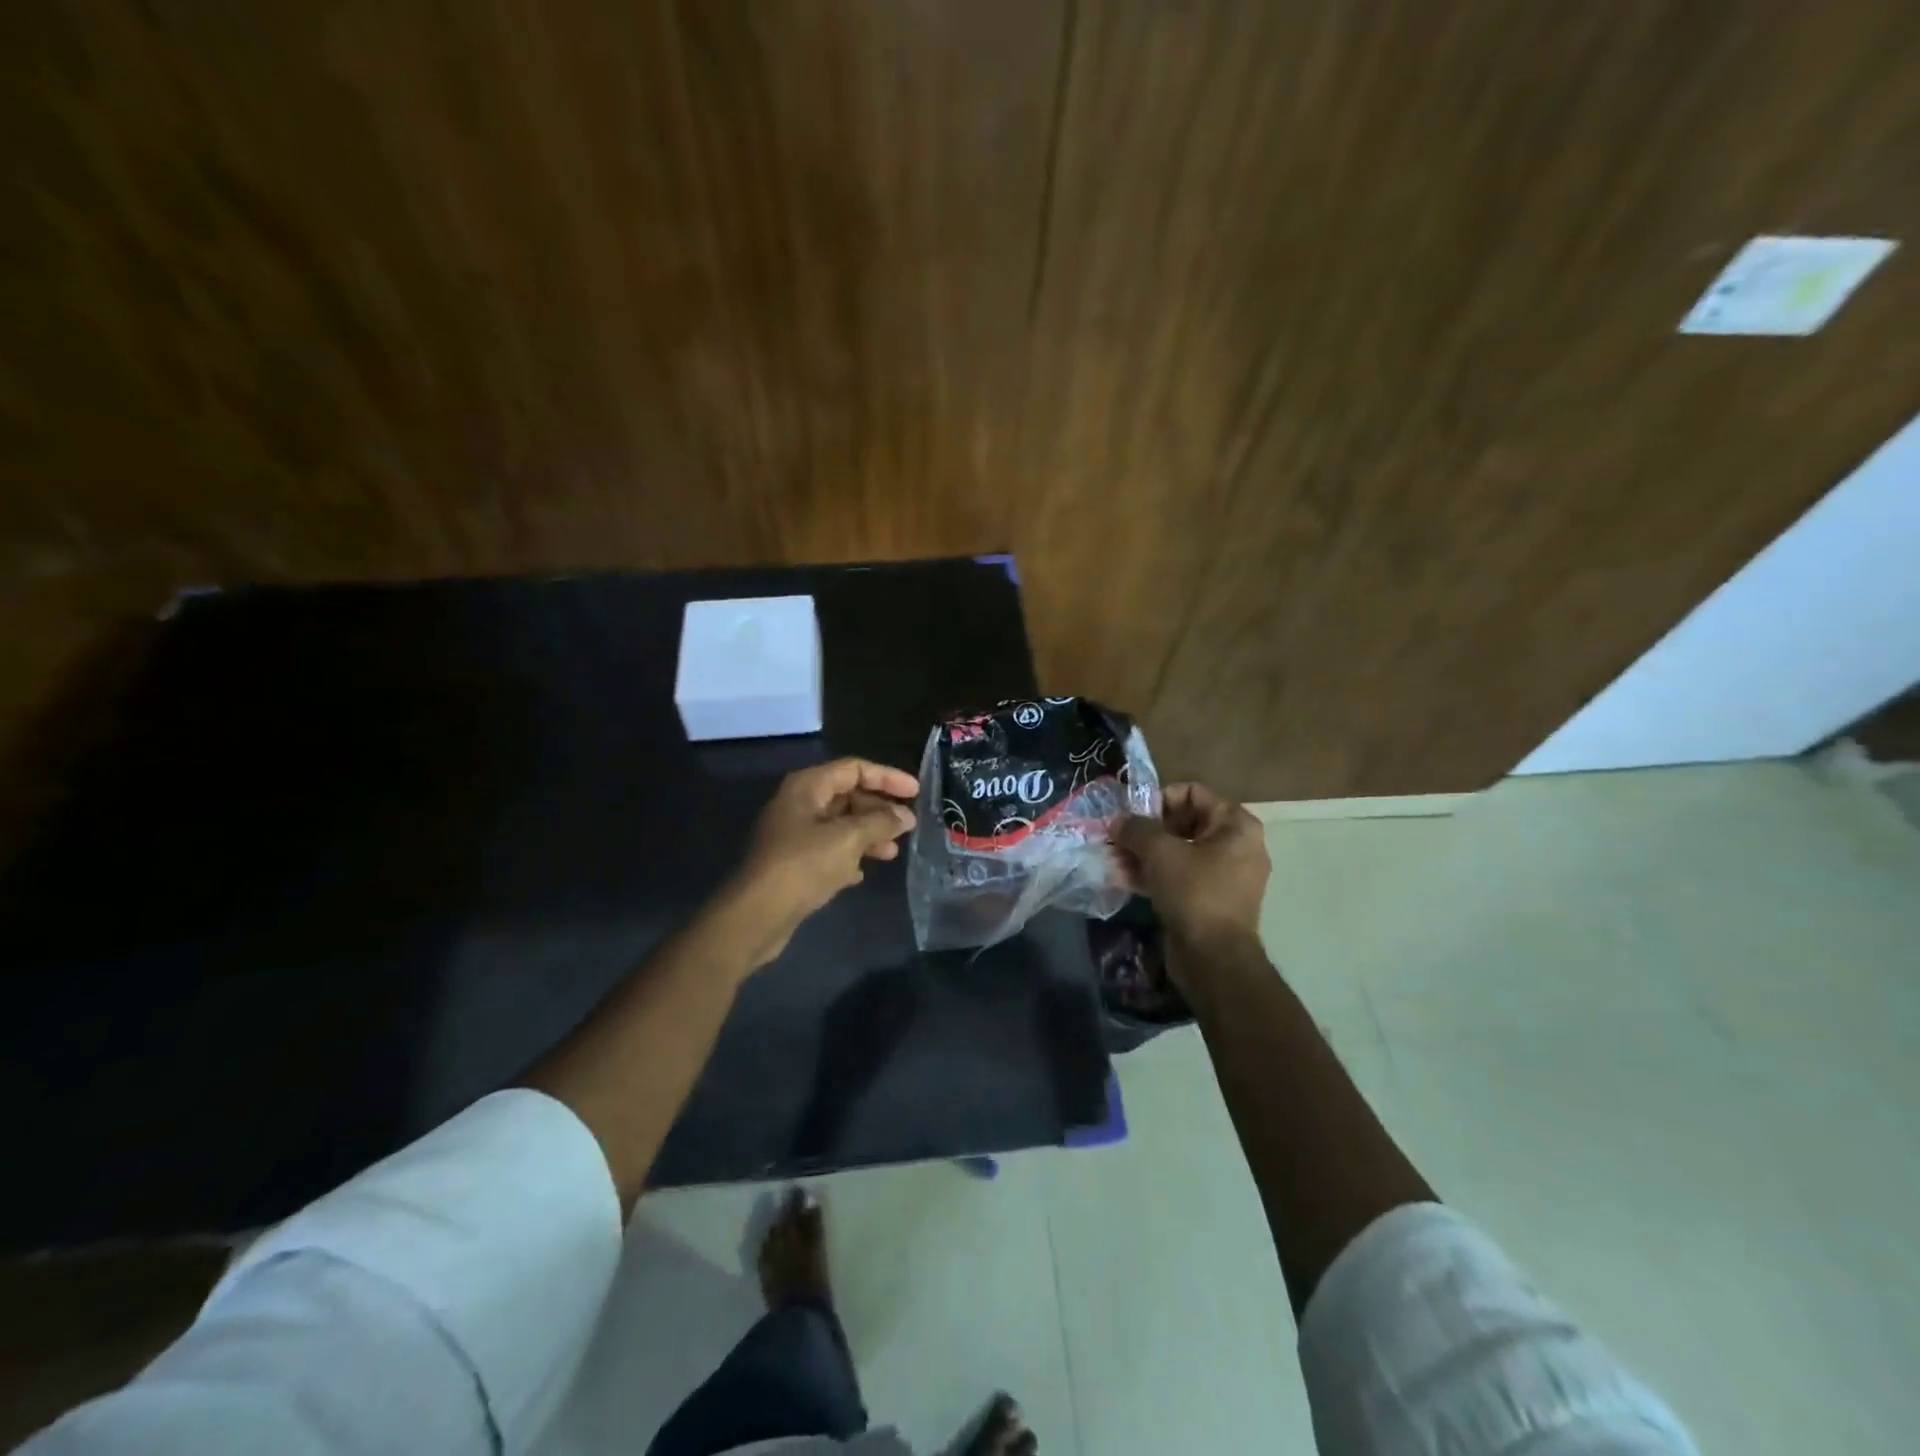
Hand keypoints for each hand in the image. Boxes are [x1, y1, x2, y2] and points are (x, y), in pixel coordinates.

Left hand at [720, 757, 917, 967]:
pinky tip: (863, 873)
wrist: (758, 914)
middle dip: (879, 810)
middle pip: (848, 796)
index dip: (887, 777)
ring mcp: (795, 834)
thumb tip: (905, 817)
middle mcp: (800, 804)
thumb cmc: (803, 865)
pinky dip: (849, 856)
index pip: (855, 769)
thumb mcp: (848, 839)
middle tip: (907, 827)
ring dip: (868, 835)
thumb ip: (880, 823)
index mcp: (808, 787)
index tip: (916, 792)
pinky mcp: (794, 863)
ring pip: (840, 825)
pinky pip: (829, 850)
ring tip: (892, 853)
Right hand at [1116, 783, 1269, 948]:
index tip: (1132, 815)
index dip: (1159, 799)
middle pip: (1183, 822)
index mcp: (1235, 825)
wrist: (1214, 958)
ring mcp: (1224, 875)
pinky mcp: (1210, 899)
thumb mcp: (1160, 852)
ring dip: (1144, 853)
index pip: (1193, 793)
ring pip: (1178, 851)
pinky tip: (1123, 879)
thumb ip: (1136, 829)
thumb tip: (1117, 821)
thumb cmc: (1194, 892)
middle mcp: (1236, 845)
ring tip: (1113, 859)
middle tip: (1117, 838)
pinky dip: (1154, 874)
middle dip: (1146, 830)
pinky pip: (1180, 876)